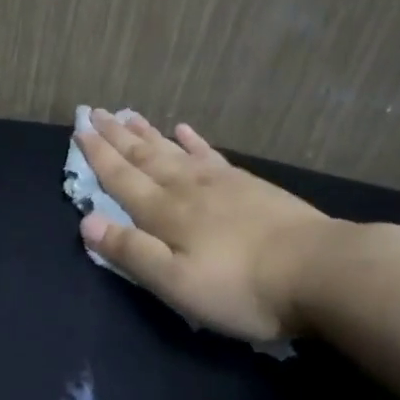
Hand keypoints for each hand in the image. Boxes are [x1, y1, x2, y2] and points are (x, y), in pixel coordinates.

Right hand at [76, 109, 341, 343]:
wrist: (322, 271)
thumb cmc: (241, 287)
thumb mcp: (176, 282)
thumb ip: (131, 252)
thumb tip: (86, 222)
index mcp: (164, 213)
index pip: (121, 178)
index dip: (98, 155)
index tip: (78, 129)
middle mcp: (186, 189)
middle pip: (144, 157)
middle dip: (116, 136)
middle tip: (94, 112)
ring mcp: (221, 183)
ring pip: (173, 150)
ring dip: (147, 133)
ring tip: (127, 114)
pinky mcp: (249, 186)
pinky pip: (210, 155)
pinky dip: (193, 141)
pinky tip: (184, 130)